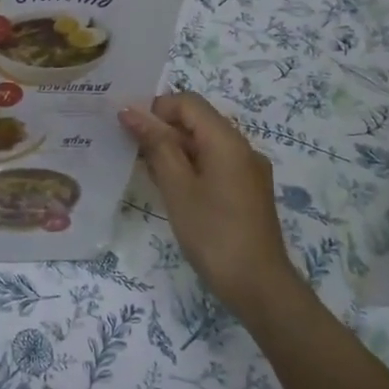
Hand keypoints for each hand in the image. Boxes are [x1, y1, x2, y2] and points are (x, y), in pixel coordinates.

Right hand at [120, 92, 307, 316]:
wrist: (259, 286)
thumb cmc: (213, 233)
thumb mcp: (177, 187)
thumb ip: (156, 145)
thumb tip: (131, 112)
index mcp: (227, 140)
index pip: (188, 102)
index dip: (156, 108)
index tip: (128, 128)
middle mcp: (242, 148)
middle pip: (197, 121)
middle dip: (162, 129)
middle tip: (129, 149)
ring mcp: (247, 170)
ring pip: (204, 144)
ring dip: (173, 149)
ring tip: (144, 169)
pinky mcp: (246, 191)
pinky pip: (214, 164)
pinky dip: (189, 167)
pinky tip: (169, 188)